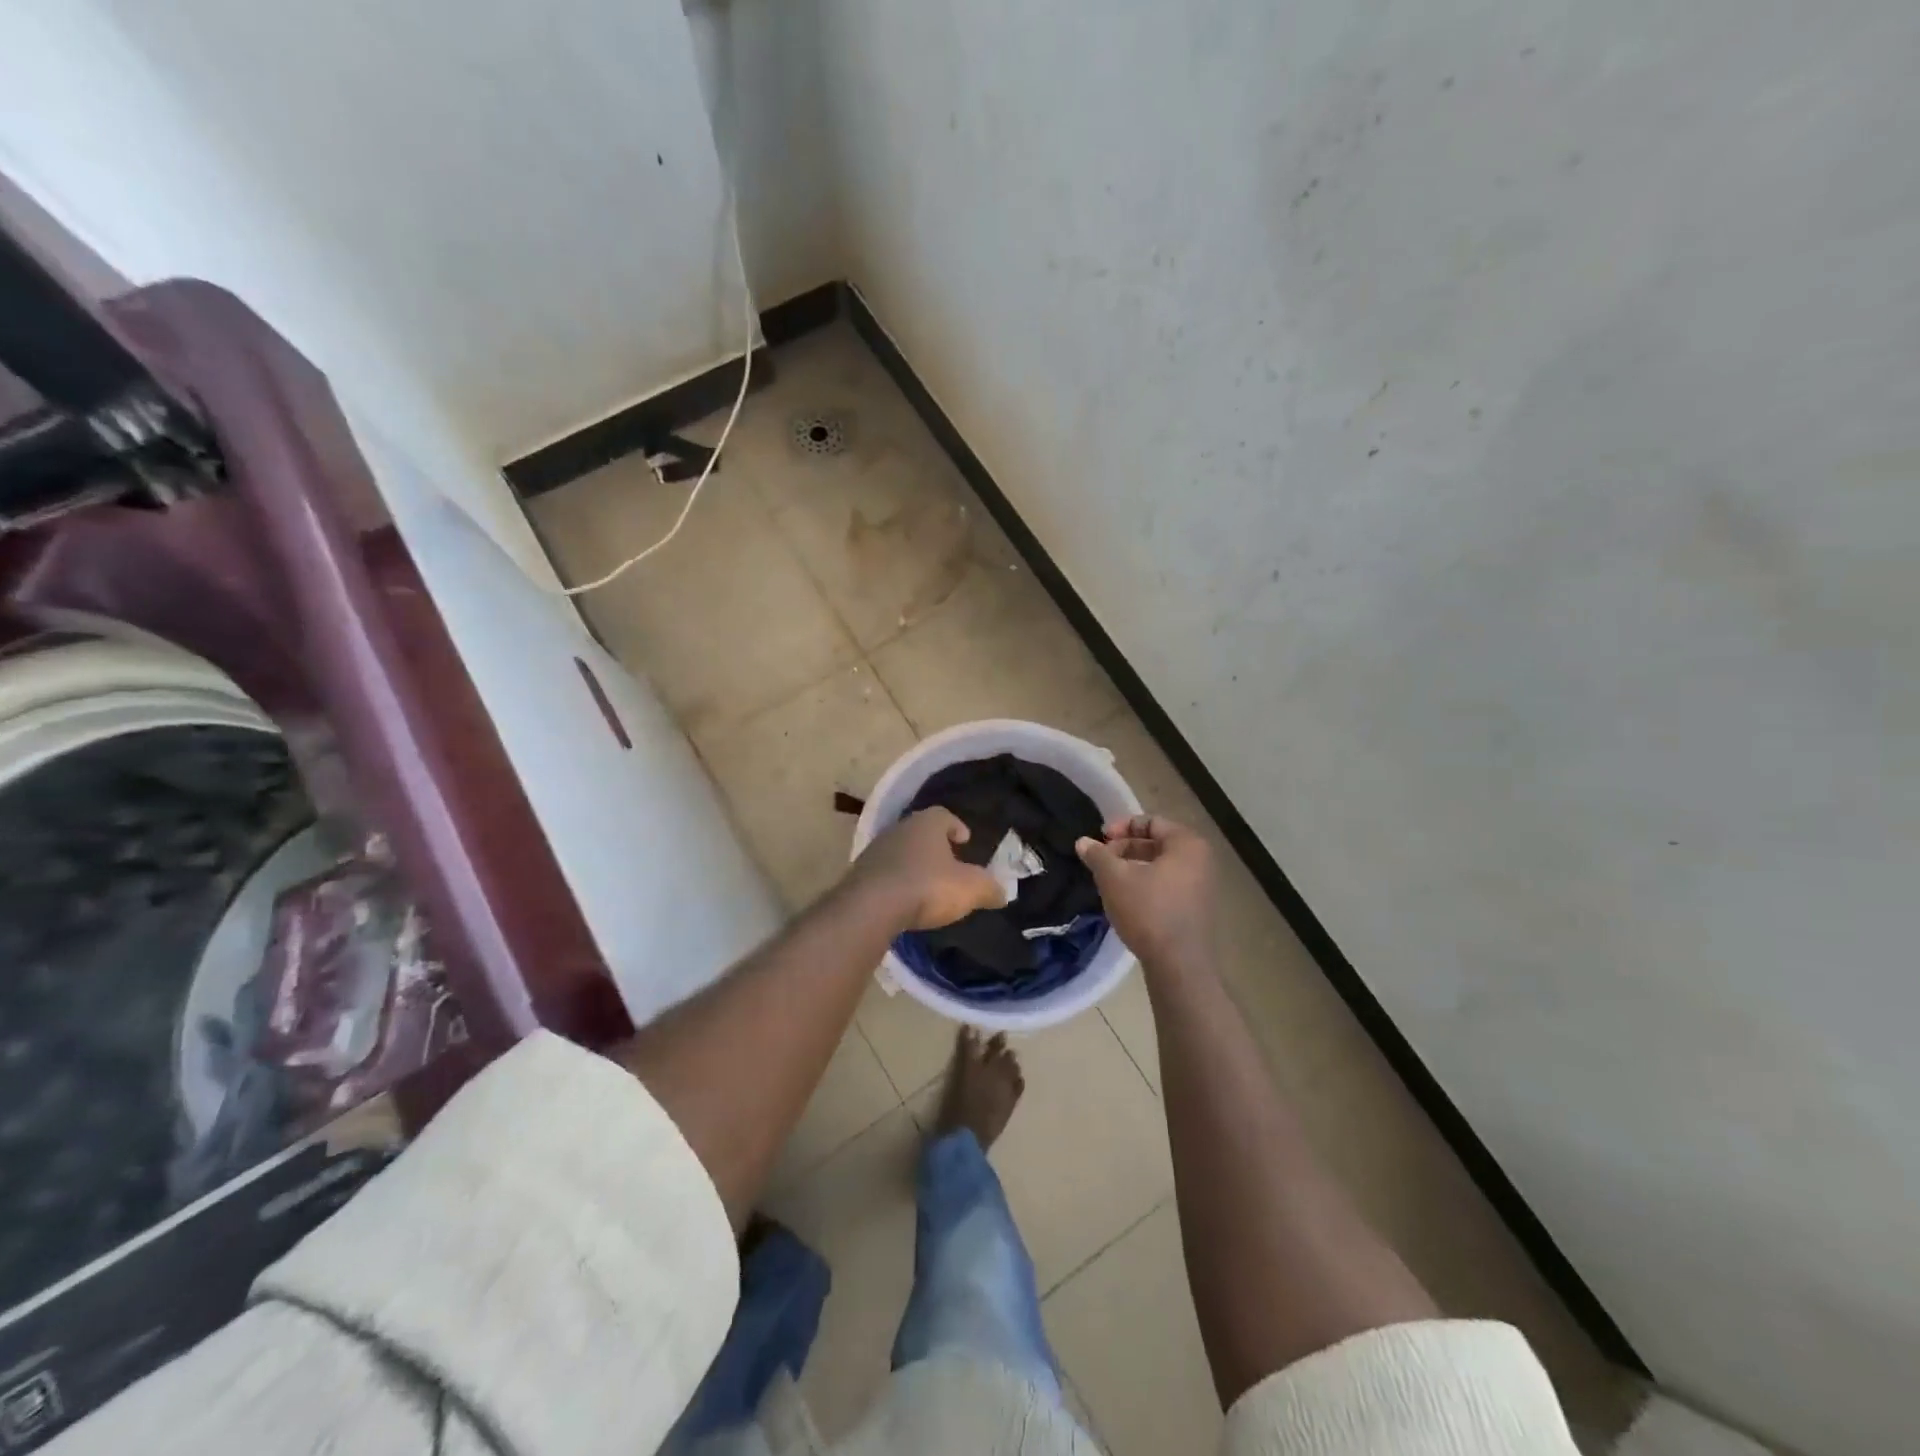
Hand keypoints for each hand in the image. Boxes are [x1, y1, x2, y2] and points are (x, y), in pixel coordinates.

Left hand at [849, 807, 1006, 930]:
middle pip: (920, 832)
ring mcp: (875, 850)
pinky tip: (903, 898)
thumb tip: (1003, 893)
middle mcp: (899, 828)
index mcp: (927, 824)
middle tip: (947, 862)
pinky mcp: (859, 873)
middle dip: (934, 845)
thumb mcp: (970, 889)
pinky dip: (895, 880)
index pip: (944, 815)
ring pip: (900, 851)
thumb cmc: (928, 886)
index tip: (965, 840)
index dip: (956, 826)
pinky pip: (883, 872)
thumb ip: (989, 888)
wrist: (872, 906)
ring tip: (925, 883)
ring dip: (912, 863)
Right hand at [1077, 814, 1217, 971]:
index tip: (1099, 841)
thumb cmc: (1148, 911)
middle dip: (1125, 849)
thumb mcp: (1114, 878)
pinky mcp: (1197, 909)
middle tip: (1101, 862)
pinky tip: (1126, 900)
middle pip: (1157, 843)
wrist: (1179, 965)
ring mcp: (1202, 886)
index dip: (1121, 827)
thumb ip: (1098, 855)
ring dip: (1133, 868)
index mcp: (1187, 844)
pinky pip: (1168, 885)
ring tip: (1109, 881)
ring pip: (1161, 866)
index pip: (1150, 822)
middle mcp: (1201, 860)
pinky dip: (1146, 885)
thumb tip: (1083, 842)